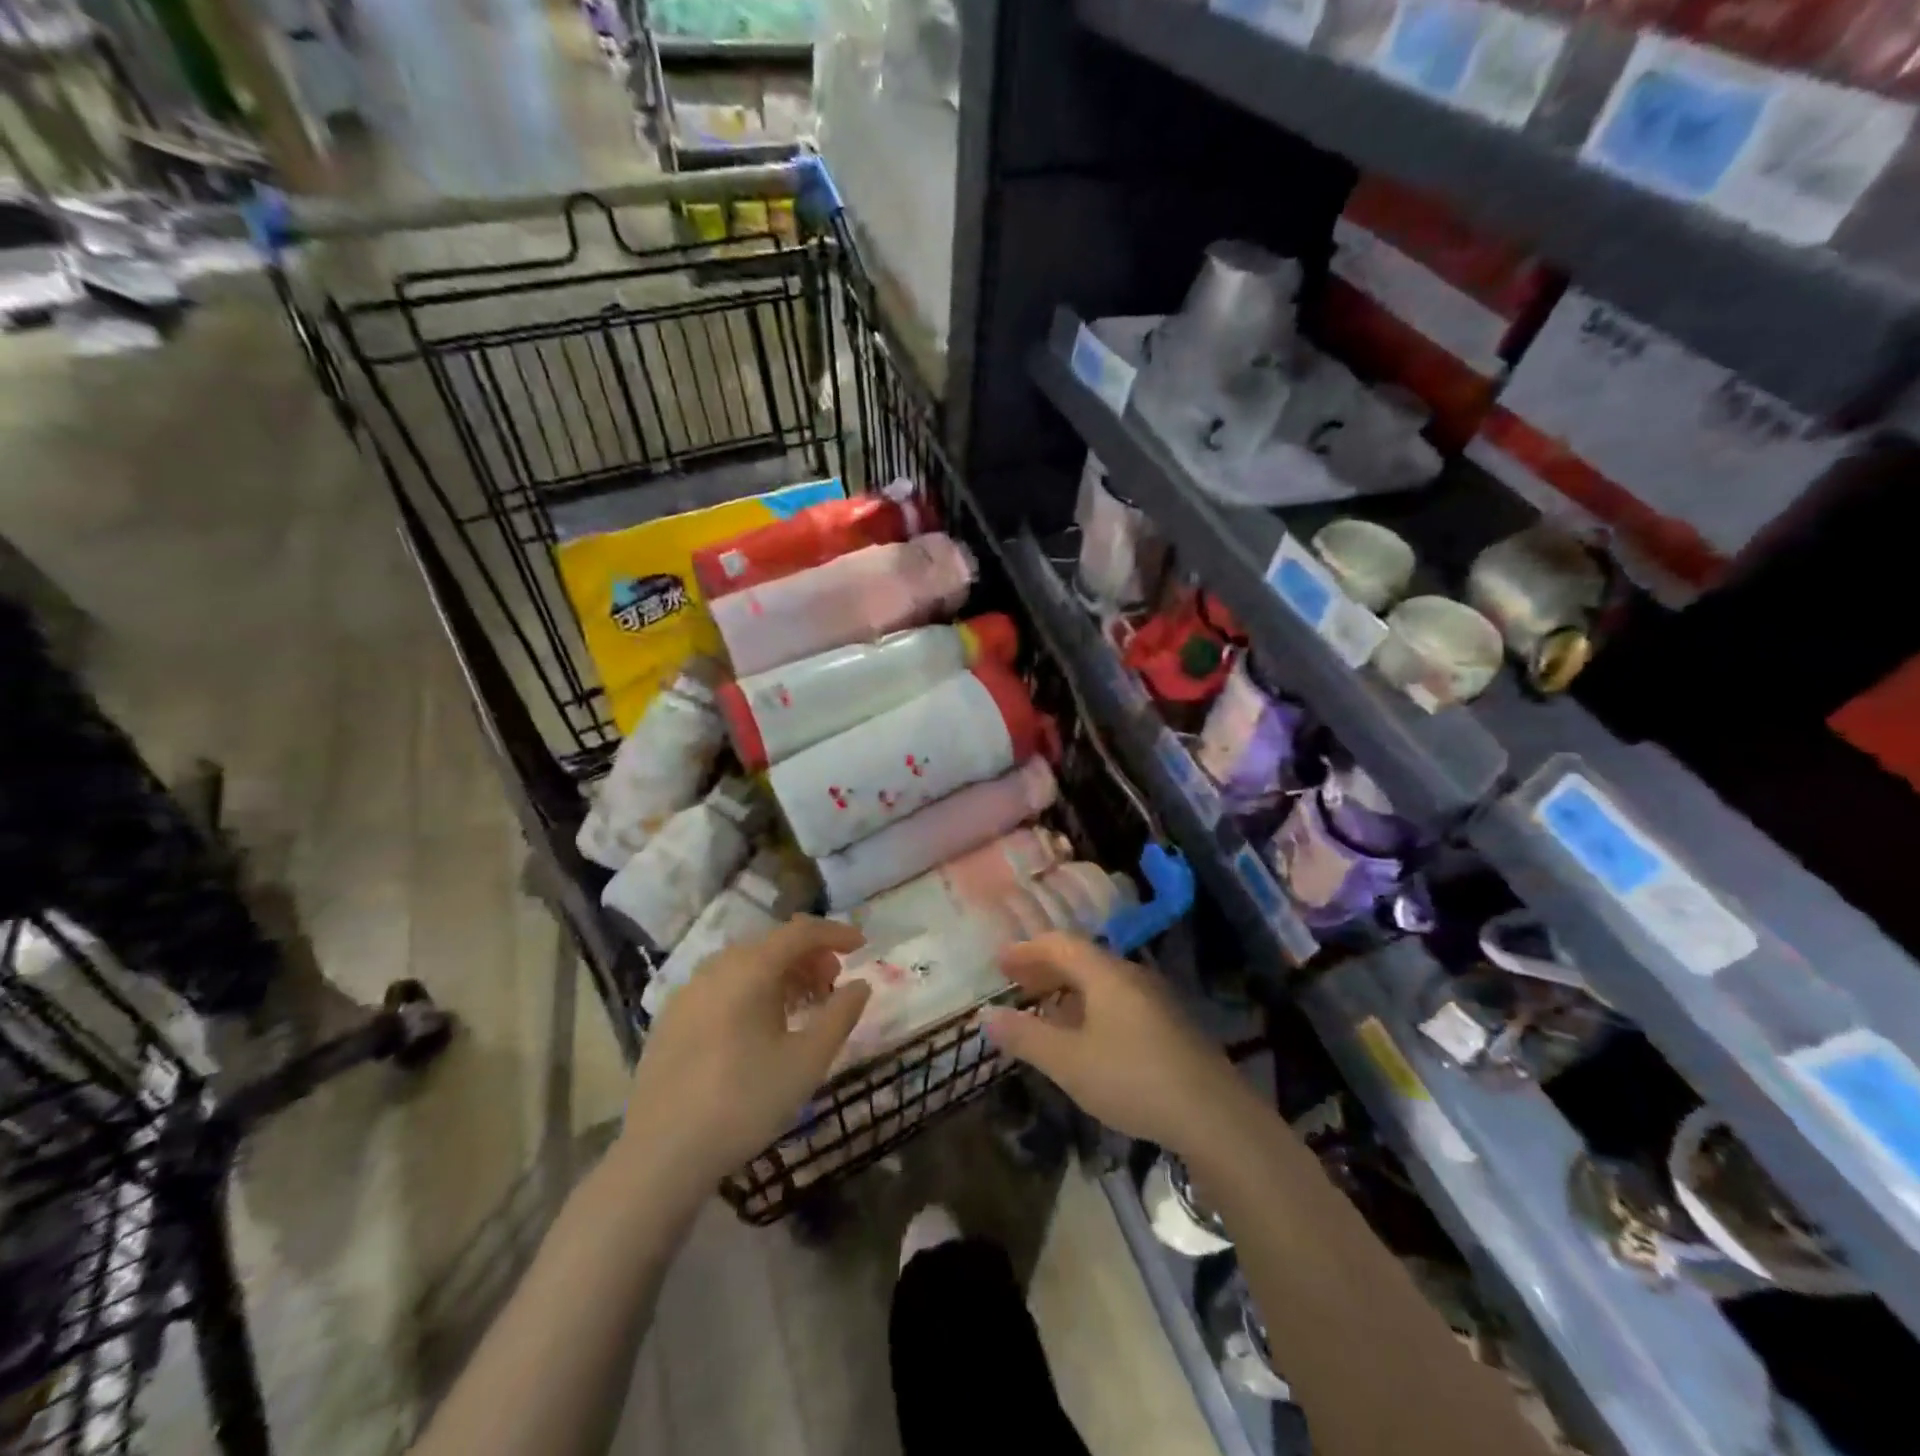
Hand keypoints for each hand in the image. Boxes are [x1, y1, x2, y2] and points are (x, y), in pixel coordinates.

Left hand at [616, 916, 870, 1197]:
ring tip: (802, 1006)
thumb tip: (861, 984)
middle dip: (809, 956)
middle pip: (772, 944)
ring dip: (781, 974)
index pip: (801, 931)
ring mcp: (688, 991)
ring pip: (745, 965)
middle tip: (833, 984)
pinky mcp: (671, 1018)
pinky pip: (722, 986)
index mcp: (750, 969)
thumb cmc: (743, 1102)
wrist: (660, 1155)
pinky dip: (751, 991)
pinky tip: (759, 1027)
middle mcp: (716, 967)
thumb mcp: (807, 1062)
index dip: (836, 933)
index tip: (863, 947)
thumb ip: (840, 1016)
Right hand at [982, 933, 1253, 1158]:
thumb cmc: (1132, 1079)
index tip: (999, 962)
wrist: (1214, 1116)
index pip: (1060, 944)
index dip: (1027, 950)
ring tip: (1043, 1010)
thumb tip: (986, 1015)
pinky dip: (1089, 1008)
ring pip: (1101, 982)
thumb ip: (1026, 1036)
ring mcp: (1155, 1000)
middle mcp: (1131, 976)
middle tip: (1016, 983)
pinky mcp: (1169, 1026)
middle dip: (1045, 968)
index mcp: (1106, 974)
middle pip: (1081, 959)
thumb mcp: (1069, 1062)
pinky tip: (1084, 1037)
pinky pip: (1117, 1001)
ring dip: (1068, 990)